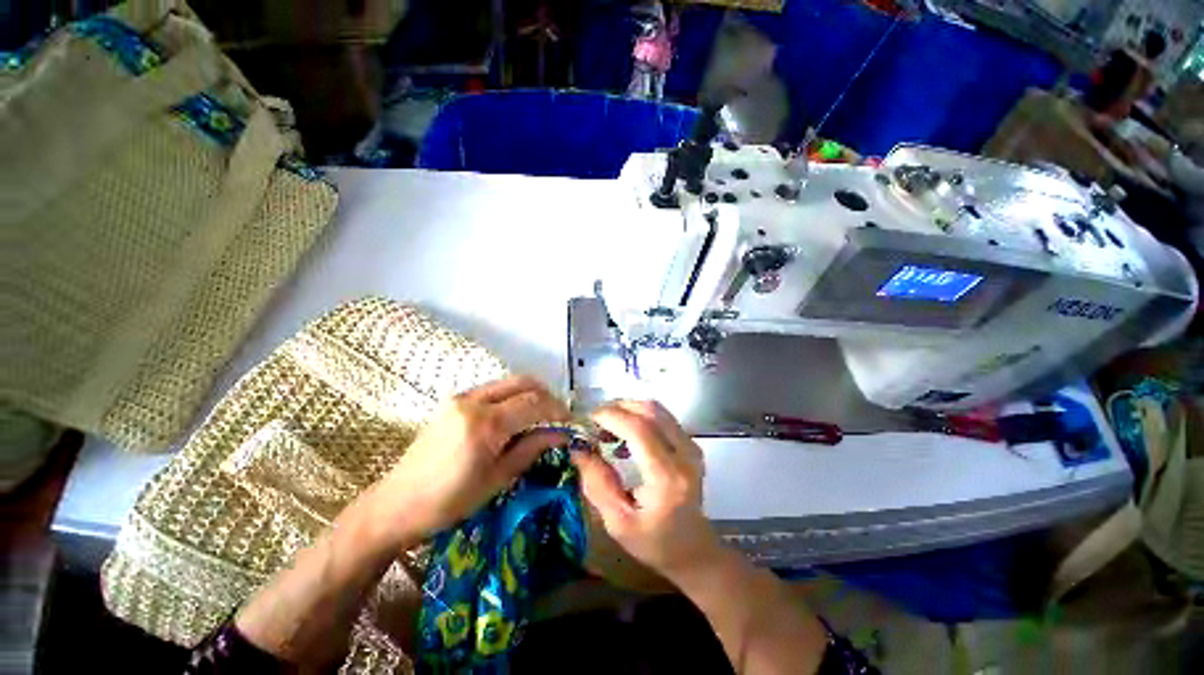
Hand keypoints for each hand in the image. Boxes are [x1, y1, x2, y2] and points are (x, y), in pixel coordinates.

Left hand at [371, 376, 569, 542]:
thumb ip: (531, 448)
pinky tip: (515, 416)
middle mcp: (473, 401)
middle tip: (557, 416)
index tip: (569, 423)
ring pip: (509, 382)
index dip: (557, 410)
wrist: (397, 503)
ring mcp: (461, 397)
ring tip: (540, 416)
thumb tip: (561, 434)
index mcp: (485, 424)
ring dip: (530, 394)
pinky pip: (493, 389)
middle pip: (524, 382)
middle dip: (547, 395)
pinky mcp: (453, 400)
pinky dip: (512, 396)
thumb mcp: (498, 478)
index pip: (534, 402)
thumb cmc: (450, 501)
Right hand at [571, 400, 722, 580]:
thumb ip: (597, 483)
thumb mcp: (617, 523)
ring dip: (629, 410)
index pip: (640, 430)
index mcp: (668, 478)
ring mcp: (691, 447)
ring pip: (657, 409)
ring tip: (608, 426)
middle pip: (650, 411)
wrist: (694, 549)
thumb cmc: (654, 543)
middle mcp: (685, 455)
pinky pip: (662, 417)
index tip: (589, 419)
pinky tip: (625, 433)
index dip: (612, 417)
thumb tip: (578, 448)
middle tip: (596, 421)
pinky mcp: (691, 444)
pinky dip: (640, 416)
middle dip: (618, 408)